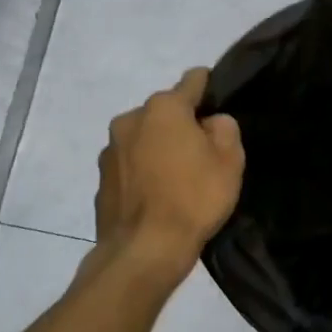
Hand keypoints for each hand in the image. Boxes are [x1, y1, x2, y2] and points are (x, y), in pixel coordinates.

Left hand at [92, 68, 244, 287]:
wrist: (143, 251)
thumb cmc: (193, 199)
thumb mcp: (230, 161)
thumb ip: (225, 129)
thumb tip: (210, 123)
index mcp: (164, 108)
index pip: (192, 80)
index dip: (209, 87)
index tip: (219, 104)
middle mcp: (130, 119)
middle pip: (165, 111)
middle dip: (182, 124)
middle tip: (203, 153)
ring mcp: (110, 150)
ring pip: (144, 138)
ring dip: (159, 148)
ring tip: (178, 179)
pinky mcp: (100, 180)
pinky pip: (130, 165)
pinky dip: (144, 172)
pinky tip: (157, 197)